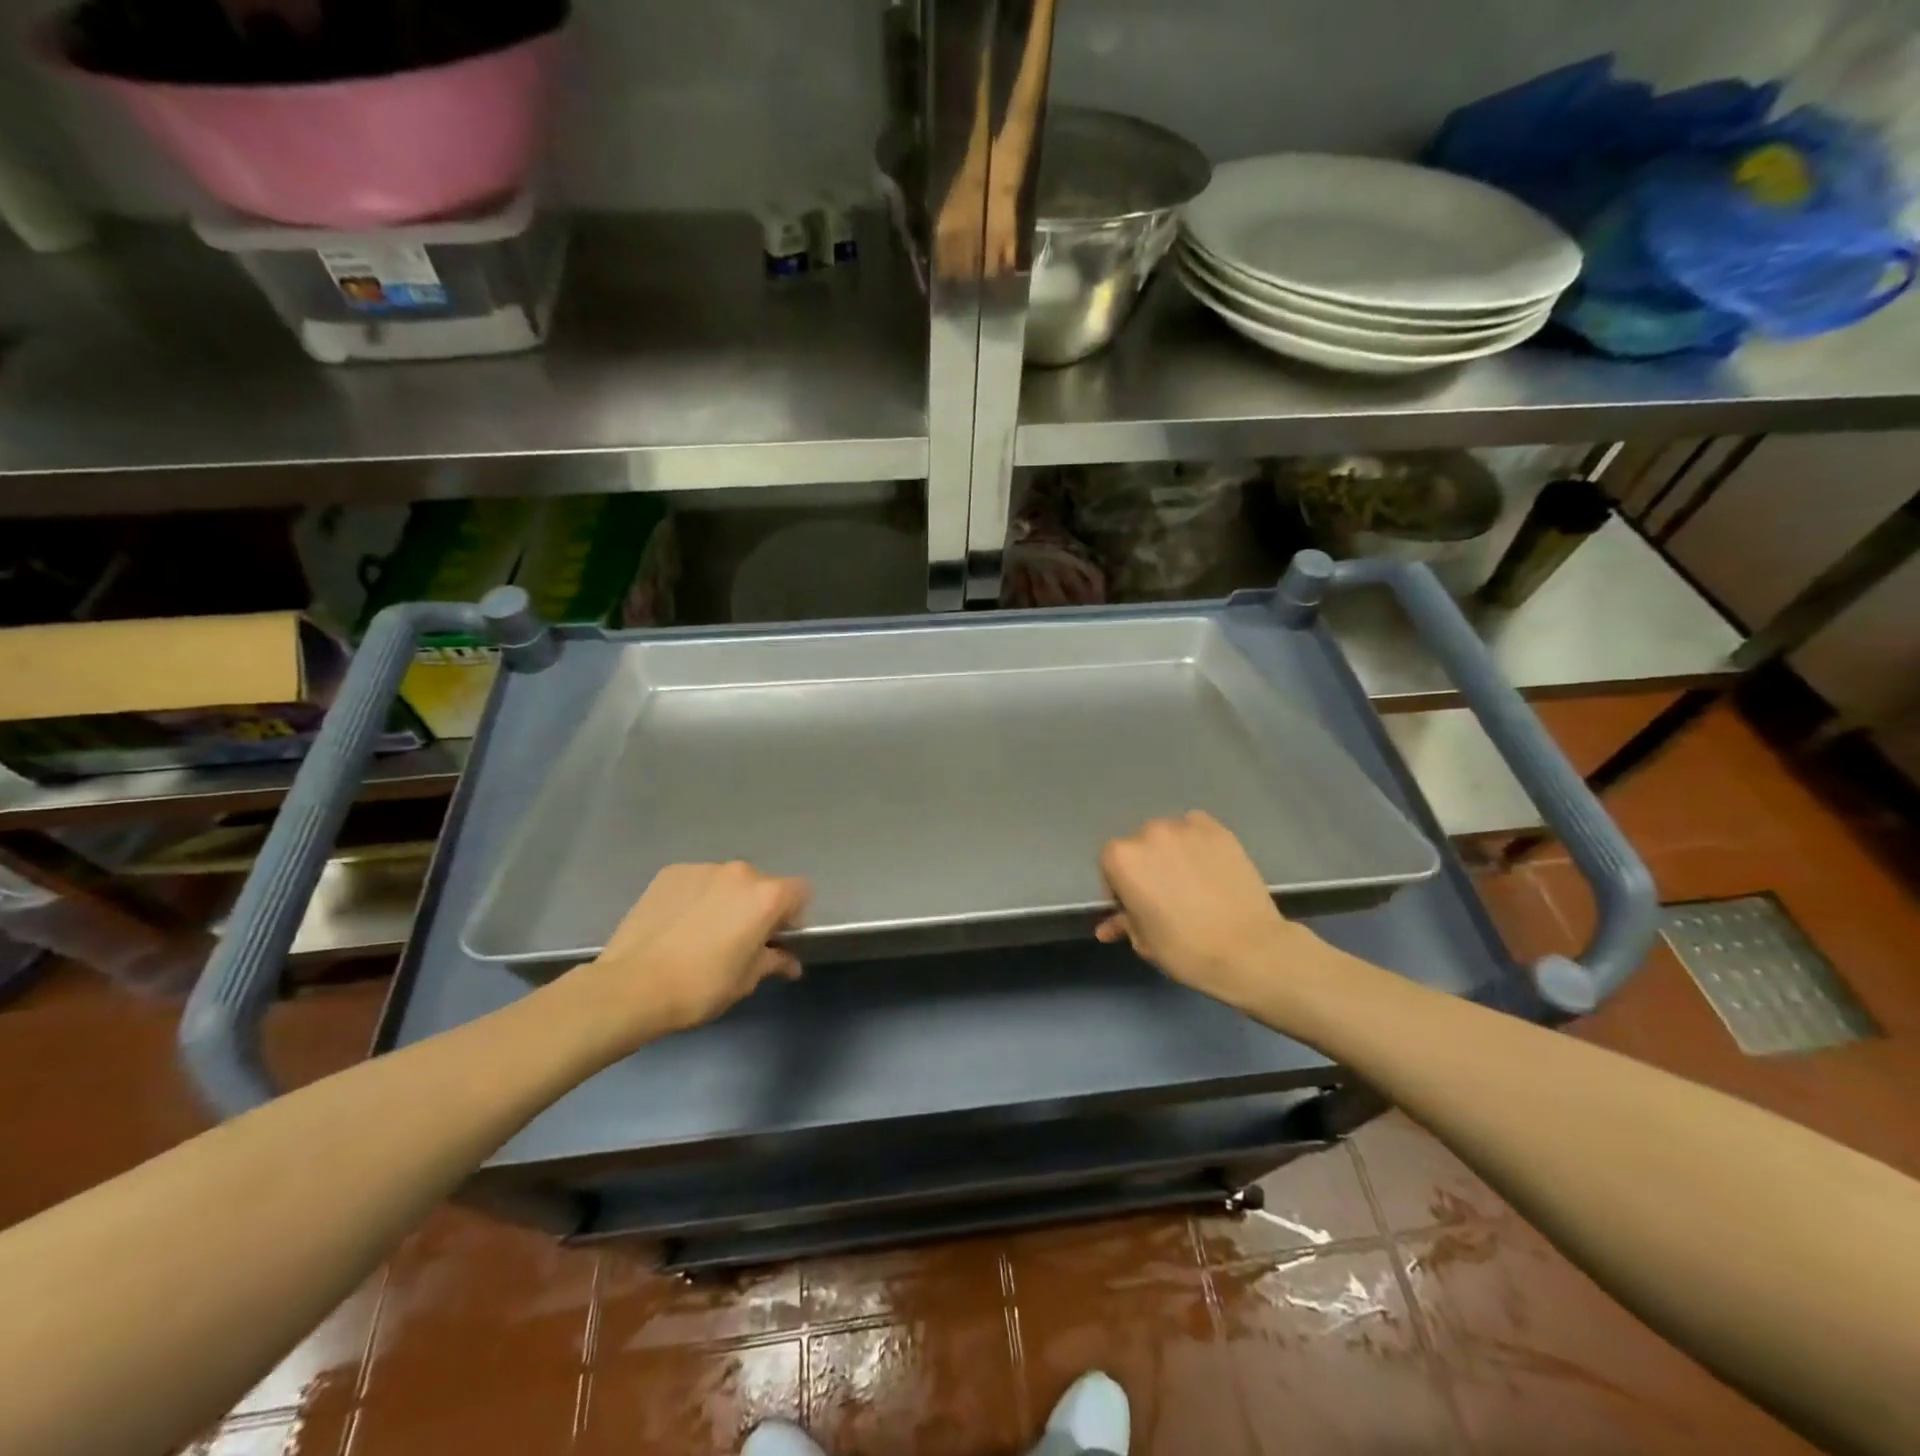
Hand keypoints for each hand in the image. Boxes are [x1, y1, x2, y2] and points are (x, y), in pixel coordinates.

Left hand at [568, 861, 808, 1046]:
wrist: (631, 986)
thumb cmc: (701, 986)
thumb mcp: (746, 980)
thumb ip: (774, 962)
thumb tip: (790, 962)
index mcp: (766, 896)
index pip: (800, 892)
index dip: (793, 915)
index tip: (777, 938)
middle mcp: (739, 872)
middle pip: (762, 884)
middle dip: (757, 907)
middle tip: (740, 939)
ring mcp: (702, 868)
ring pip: (727, 882)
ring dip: (726, 900)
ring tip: (703, 932)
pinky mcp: (670, 873)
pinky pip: (696, 882)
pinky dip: (696, 897)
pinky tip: (678, 925)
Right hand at [1097, 812, 1310, 1011]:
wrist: (1248, 949)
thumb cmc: (1185, 949)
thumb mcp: (1144, 942)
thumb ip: (1124, 923)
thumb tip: (1108, 927)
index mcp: (1121, 859)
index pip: (1109, 864)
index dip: (1120, 886)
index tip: (1134, 906)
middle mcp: (1148, 833)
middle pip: (1139, 846)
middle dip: (1146, 867)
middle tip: (1164, 894)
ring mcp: (1185, 828)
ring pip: (1168, 836)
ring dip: (1171, 852)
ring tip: (1190, 880)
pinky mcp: (1218, 830)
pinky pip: (1197, 828)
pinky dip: (1197, 842)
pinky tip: (1208, 865)